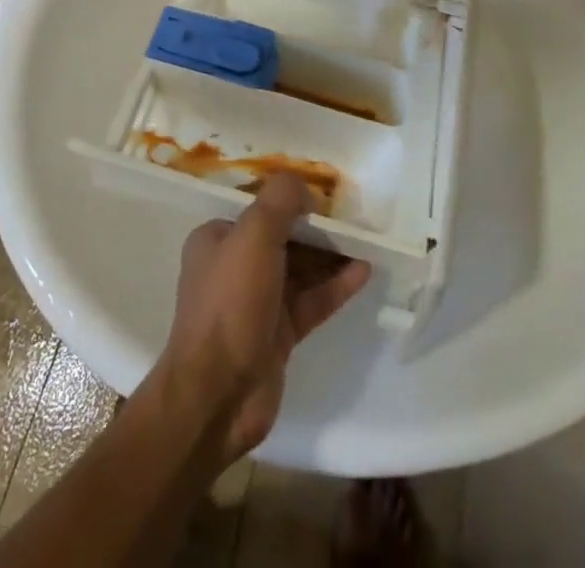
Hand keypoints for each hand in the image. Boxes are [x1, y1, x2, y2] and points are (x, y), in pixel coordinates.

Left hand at [157, 175, 371, 464]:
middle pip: (283, 238)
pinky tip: (363, 272)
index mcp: (217, 239)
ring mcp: (256, 303)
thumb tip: (305, 189)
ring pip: (300, 270)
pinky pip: (311, 301)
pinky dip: (335, 286)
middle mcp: (234, 267)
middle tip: (354, 219)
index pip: (259, 209)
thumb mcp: (254, 235)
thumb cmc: (231, 302)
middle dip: (316, 229)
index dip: (291, 201)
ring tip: (367, 241)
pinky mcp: (277, 335)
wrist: (218, 395)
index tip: (326, 195)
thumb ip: (280, 201)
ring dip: (331, 257)